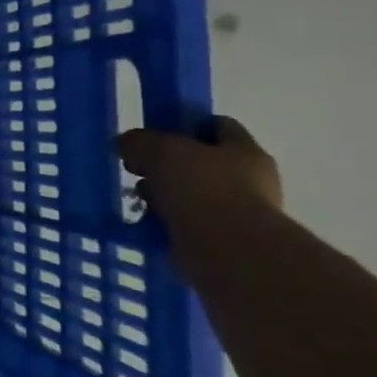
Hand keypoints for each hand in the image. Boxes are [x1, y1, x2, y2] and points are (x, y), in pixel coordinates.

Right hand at [118, 117, 282, 227]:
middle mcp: (250, 180)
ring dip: (165, 197)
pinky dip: (167, 224)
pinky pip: (187, 225)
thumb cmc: (203, 189)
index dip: (186, 125)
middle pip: (201, 163)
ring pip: (192, 195)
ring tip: (138, 201)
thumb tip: (126, 144)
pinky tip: (146, 225)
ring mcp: (239, 213)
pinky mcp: (224, 241)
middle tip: (138, 170)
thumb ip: (140, 141)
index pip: (218, 126)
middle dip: (167, 166)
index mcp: (245, 151)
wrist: (228, 251)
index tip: (154, 133)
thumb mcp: (161, 150)